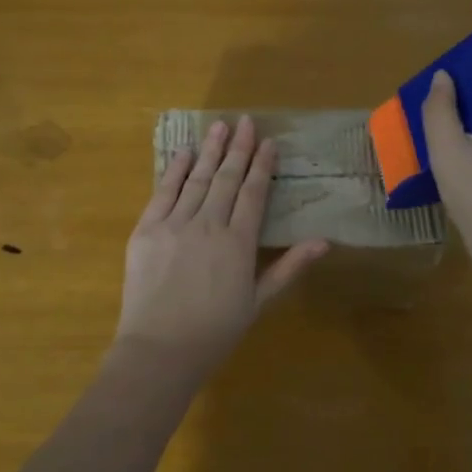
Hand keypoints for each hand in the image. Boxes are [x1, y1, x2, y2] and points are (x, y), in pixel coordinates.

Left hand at [115, 116, 327, 378]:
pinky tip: (184, 153)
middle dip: (238, 148)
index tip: (269, 142)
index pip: (253, 193)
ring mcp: (174, 225)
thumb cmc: (215, 332)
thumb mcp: (258, 302)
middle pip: (226, 178)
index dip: (262, 166)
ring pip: (196, 179)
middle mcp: (208, 225)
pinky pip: (163, 193)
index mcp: (238, 243)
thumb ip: (289, 267)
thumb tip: (324, 242)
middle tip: (245, 121)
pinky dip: (174, 170)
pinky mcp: (146, 230)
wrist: (160, 350)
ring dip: (209, 150)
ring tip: (219, 126)